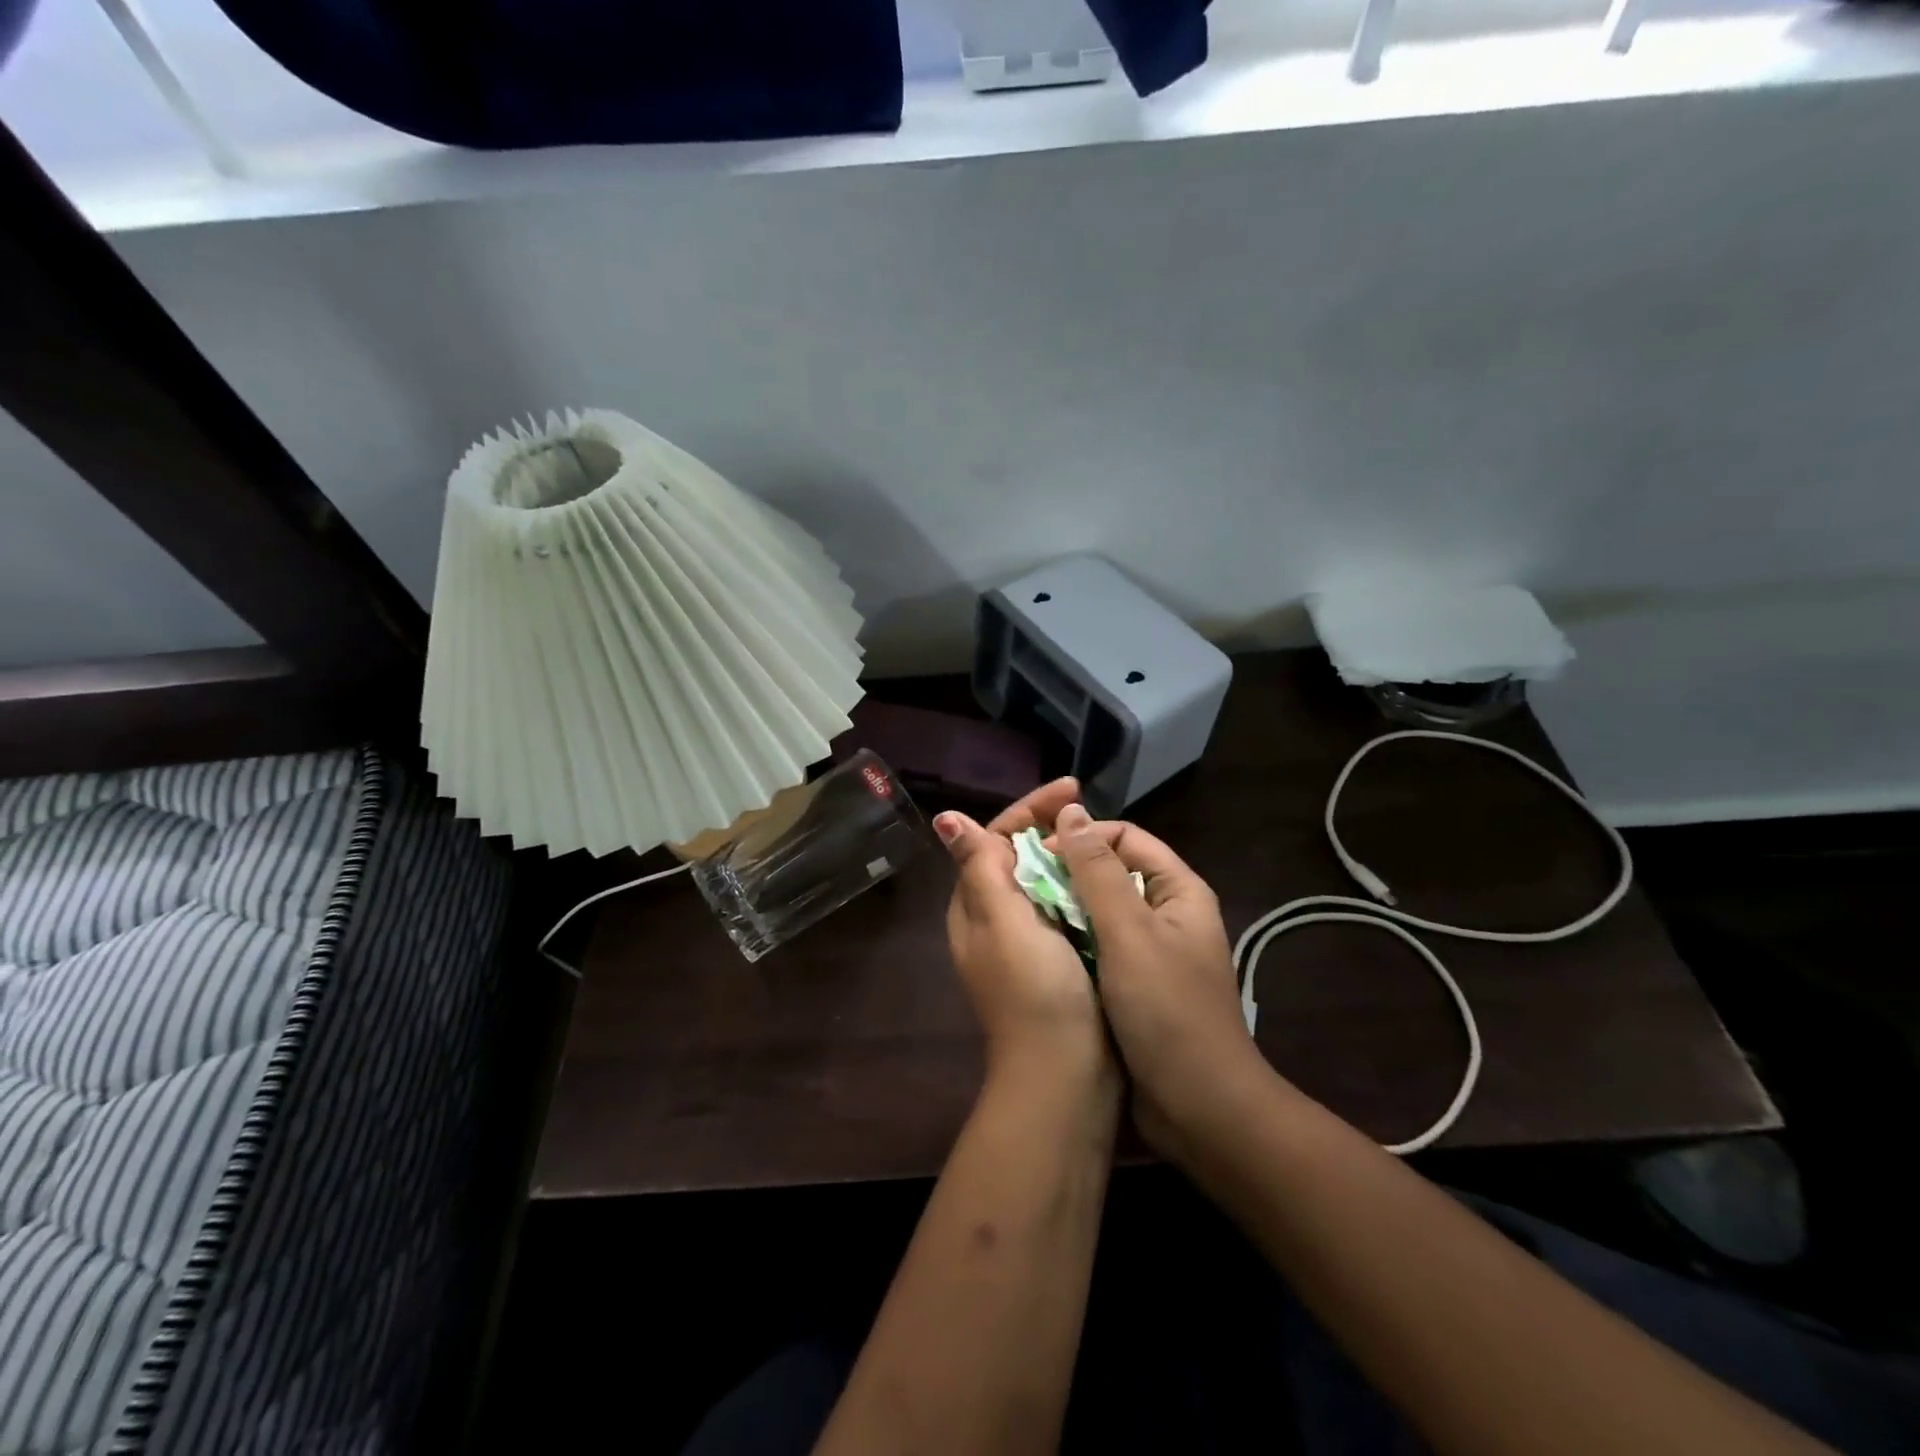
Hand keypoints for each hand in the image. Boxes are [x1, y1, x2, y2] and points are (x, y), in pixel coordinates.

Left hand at [935, 780, 1114, 1085]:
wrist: (1065, 1076)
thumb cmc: (1034, 992)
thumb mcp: (1003, 922)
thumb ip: (978, 867)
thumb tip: (945, 817)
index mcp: (975, 904)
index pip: (994, 837)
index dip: (1029, 809)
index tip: (1073, 788)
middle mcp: (994, 916)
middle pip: (1018, 854)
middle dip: (1050, 825)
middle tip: (1092, 808)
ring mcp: (1025, 939)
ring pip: (1043, 879)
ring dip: (1068, 853)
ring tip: (1103, 834)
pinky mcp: (1056, 957)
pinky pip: (1065, 906)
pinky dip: (1082, 885)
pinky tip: (1108, 877)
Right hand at [1048, 805, 1265, 1155]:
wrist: (1200, 1107)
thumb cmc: (1166, 1010)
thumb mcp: (1128, 933)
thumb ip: (1098, 871)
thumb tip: (1071, 810)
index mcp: (1179, 891)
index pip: (1124, 838)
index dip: (1082, 839)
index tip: (1040, 857)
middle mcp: (1167, 912)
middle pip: (1113, 871)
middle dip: (1070, 872)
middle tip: (1024, 884)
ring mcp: (1152, 950)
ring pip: (1102, 910)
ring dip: (1068, 907)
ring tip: (1027, 912)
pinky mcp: (1137, 983)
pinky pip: (1100, 944)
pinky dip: (1073, 939)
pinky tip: (1045, 947)